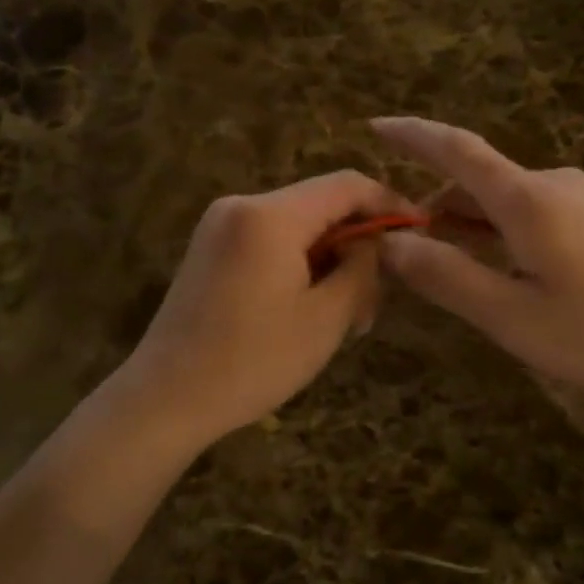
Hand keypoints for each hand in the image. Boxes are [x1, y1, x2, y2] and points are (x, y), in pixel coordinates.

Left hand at [124, 170, 409, 448]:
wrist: (165, 398)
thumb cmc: (252, 361)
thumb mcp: (326, 318)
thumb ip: (361, 268)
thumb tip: (374, 242)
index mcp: (270, 215)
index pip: (346, 184)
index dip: (388, 202)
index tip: (418, 231)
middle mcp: (241, 205)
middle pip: (319, 204)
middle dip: (356, 241)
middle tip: (378, 295)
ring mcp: (219, 226)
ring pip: (296, 225)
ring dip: (328, 257)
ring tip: (347, 312)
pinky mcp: (209, 249)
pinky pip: (269, 240)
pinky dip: (298, 263)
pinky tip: (308, 306)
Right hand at [371, 117, 583, 407]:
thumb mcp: (508, 314)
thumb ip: (445, 275)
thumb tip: (391, 242)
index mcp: (527, 198)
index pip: (456, 149)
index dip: (412, 136)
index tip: (374, 126)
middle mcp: (555, 183)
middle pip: (478, 179)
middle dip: (436, 205)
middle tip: (406, 252)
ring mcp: (583, 199)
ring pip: (505, 199)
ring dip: (469, 222)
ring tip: (448, 267)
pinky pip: (532, 211)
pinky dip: (500, 230)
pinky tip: (499, 266)